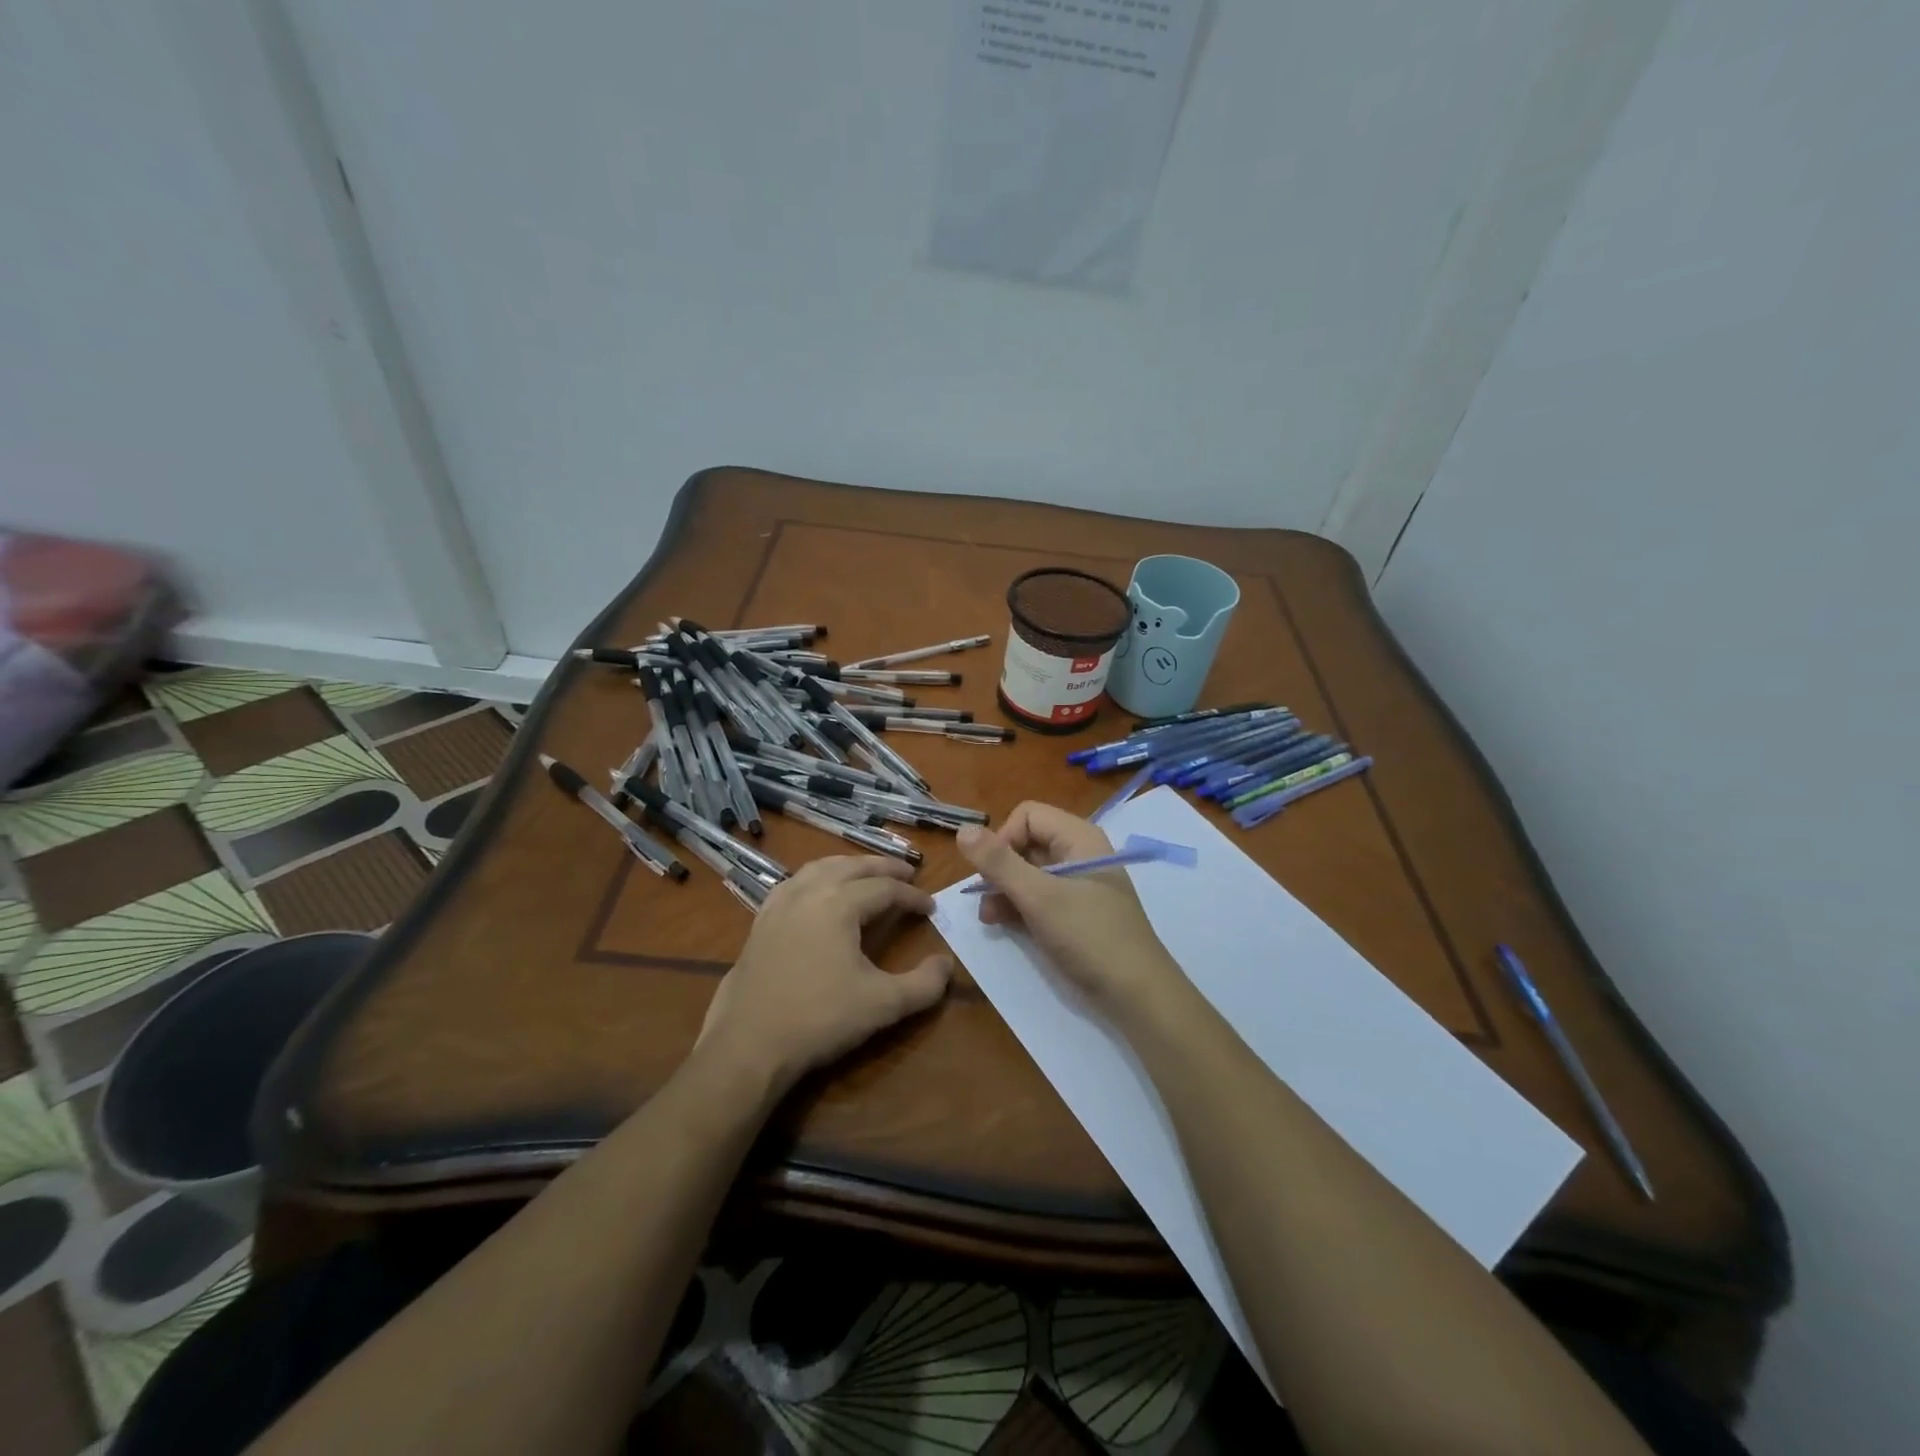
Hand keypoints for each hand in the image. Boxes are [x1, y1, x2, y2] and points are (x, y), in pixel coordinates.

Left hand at [697, 856, 952, 1092]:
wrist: (749, 1044)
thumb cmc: (820, 1019)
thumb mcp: (883, 1005)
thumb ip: (924, 984)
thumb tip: (946, 964)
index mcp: (839, 903)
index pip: (885, 889)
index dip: (913, 897)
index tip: (932, 908)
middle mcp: (809, 891)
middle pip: (853, 866)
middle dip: (884, 868)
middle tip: (908, 874)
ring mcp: (780, 903)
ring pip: (821, 867)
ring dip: (850, 866)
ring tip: (868, 874)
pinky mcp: (761, 920)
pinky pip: (794, 882)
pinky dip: (817, 877)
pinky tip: (818, 891)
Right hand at [957, 802, 1182, 1008]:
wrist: (1136, 994)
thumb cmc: (1088, 936)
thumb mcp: (1038, 897)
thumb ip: (999, 863)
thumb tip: (962, 829)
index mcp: (1078, 838)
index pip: (1027, 815)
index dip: (1003, 838)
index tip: (990, 873)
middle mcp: (1079, 853)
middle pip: (1026, 842)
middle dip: (1000, 868)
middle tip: (984, 899)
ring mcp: (1079, 884)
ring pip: (1029, 872)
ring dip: (1004, 890)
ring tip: (989, 918)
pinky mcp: (1075, 912)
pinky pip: (1039, 896)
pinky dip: (1019, 905)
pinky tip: (1003, 924)